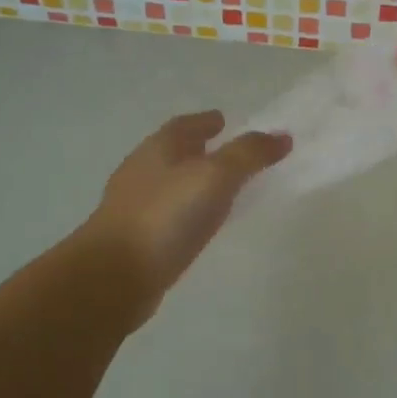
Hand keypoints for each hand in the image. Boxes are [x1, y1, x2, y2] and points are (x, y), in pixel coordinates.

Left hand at [81, 111, 290, 305]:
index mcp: (158, 148)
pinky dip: (188, 212)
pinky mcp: (137, 240)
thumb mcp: (215, 176)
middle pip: (175, 153)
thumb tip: (283, 136)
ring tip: (224, 189)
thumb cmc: (165, 215)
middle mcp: (143, 171)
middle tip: (231, 154)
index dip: (206, 121)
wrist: (114, 277)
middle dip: (201, 150)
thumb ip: (249, 154)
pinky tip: (202, 225)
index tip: (225, 121)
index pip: (185, 125)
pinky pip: (170, 216)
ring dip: (195, 182)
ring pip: (172, 185)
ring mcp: (136, 207)